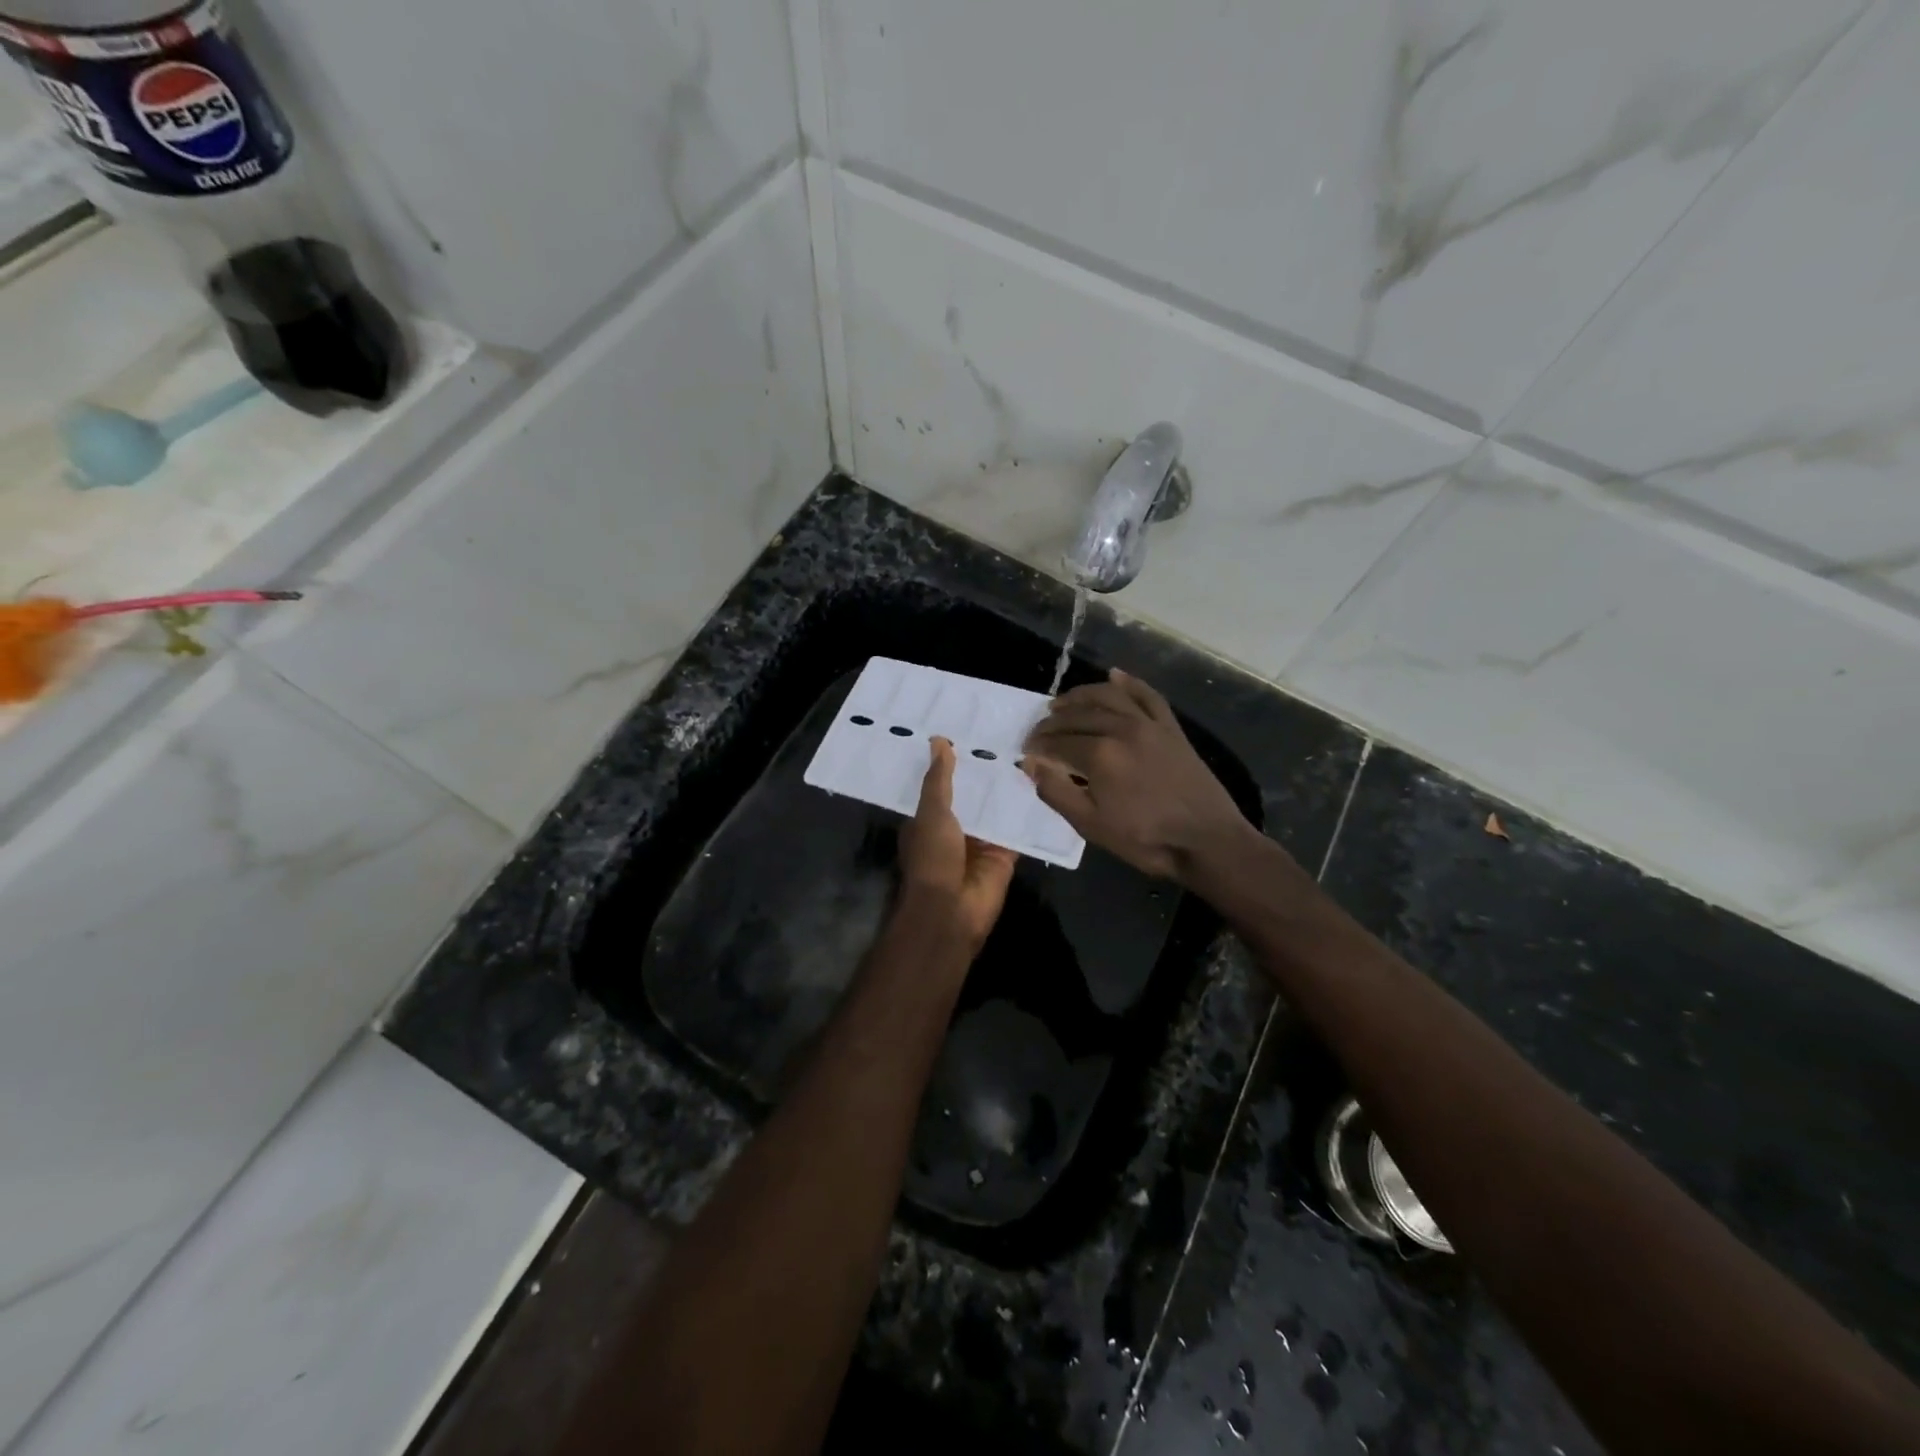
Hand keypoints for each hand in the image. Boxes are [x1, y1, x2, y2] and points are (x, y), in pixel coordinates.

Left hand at [897, 737, 1018, 948]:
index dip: (953, 762)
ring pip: (997, 812)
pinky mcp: (1005, 856)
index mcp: (929, 821)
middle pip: (973, 797)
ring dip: (1009, 791)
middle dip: (986, 774)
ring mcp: (981, 844)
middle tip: (1009, 735)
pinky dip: (1029, 814)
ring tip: (1030, 751)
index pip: (942, 786)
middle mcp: (955, 830)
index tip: (969, 731)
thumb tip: (938, 740)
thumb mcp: (931, 812)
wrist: (952, 910)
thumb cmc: (932, 858)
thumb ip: (939, 779)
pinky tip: (1046, 786)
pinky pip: (1019, 831)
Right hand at [1023, 669, 1255, 881]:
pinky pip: (1148, 696)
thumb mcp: (1091, 826)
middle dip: (1053, 721)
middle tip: (1038, 731)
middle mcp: (1122, 729)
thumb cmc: (1146, 839)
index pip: (1057, 742)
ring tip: (1063, 703)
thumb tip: (1031, 764)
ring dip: (1081, 695)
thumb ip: (1057, 792)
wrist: (1207, 841)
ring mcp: (1149, 725)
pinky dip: (1129, 683)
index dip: (1038, 745)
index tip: (1026, 751)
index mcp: (1100, 754)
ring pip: (1109, 697)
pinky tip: (1113, 675)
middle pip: (1078, 715)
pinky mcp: (1171, 728)